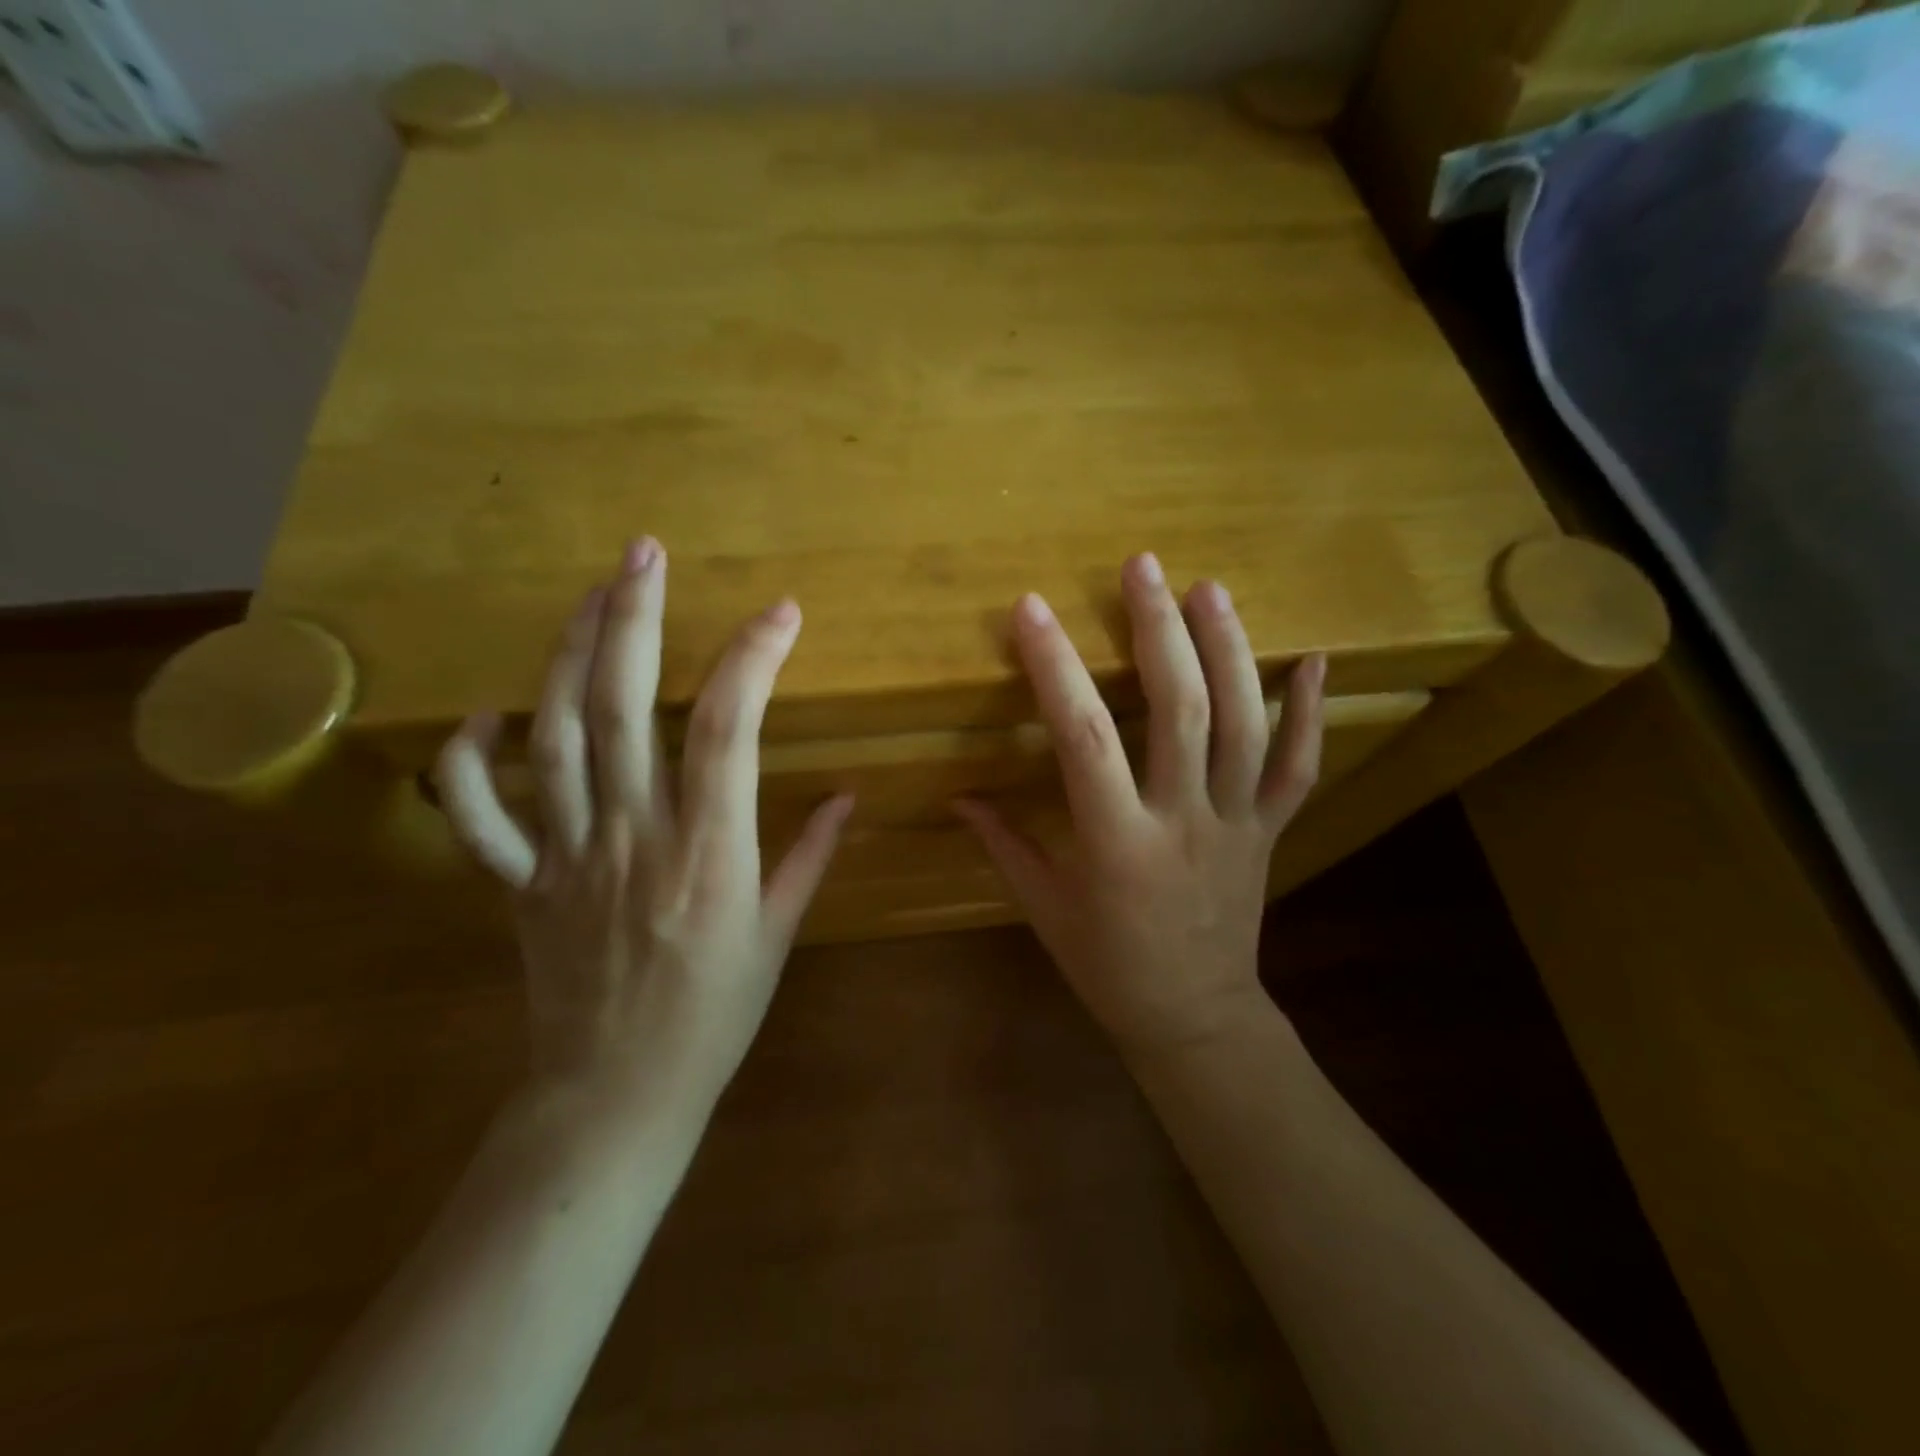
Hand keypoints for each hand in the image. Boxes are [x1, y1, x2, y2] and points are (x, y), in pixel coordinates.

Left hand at [435, 540, 852, 1120]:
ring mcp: (566, 855)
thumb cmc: (715, 1016)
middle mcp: (633, 836)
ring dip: (568, 655)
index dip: (753, 660)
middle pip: (622, 707)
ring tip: (590, 595)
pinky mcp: (521, 882)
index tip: (780, 613)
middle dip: (635, 619)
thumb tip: (848, 796)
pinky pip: (480, 815)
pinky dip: (473, 761)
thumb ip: (809, 856)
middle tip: (643, 554)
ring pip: (554, 736)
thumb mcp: (777, 935)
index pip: (728, 730)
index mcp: (709, 852)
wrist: (617, 1096)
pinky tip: (490, 717)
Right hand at [954, 553, 1323, 1056]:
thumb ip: (1003, 843)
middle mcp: (1183, 820)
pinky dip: (1311, 711)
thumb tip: (958, 795)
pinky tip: (1314, 659)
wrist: (1195, 1017)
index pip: (1082, 738)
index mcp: (1116, 842)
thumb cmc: (1108, 966)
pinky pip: (1300, 766)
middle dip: (1159, 630)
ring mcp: (1237, 823)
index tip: (1031, 610)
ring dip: (1229, 650)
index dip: (1055, 668)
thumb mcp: (1043, 908)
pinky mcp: (1270, 830)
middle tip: (1143, 568)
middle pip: (1180, 710)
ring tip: (1208, 589)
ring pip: (1245, 724)